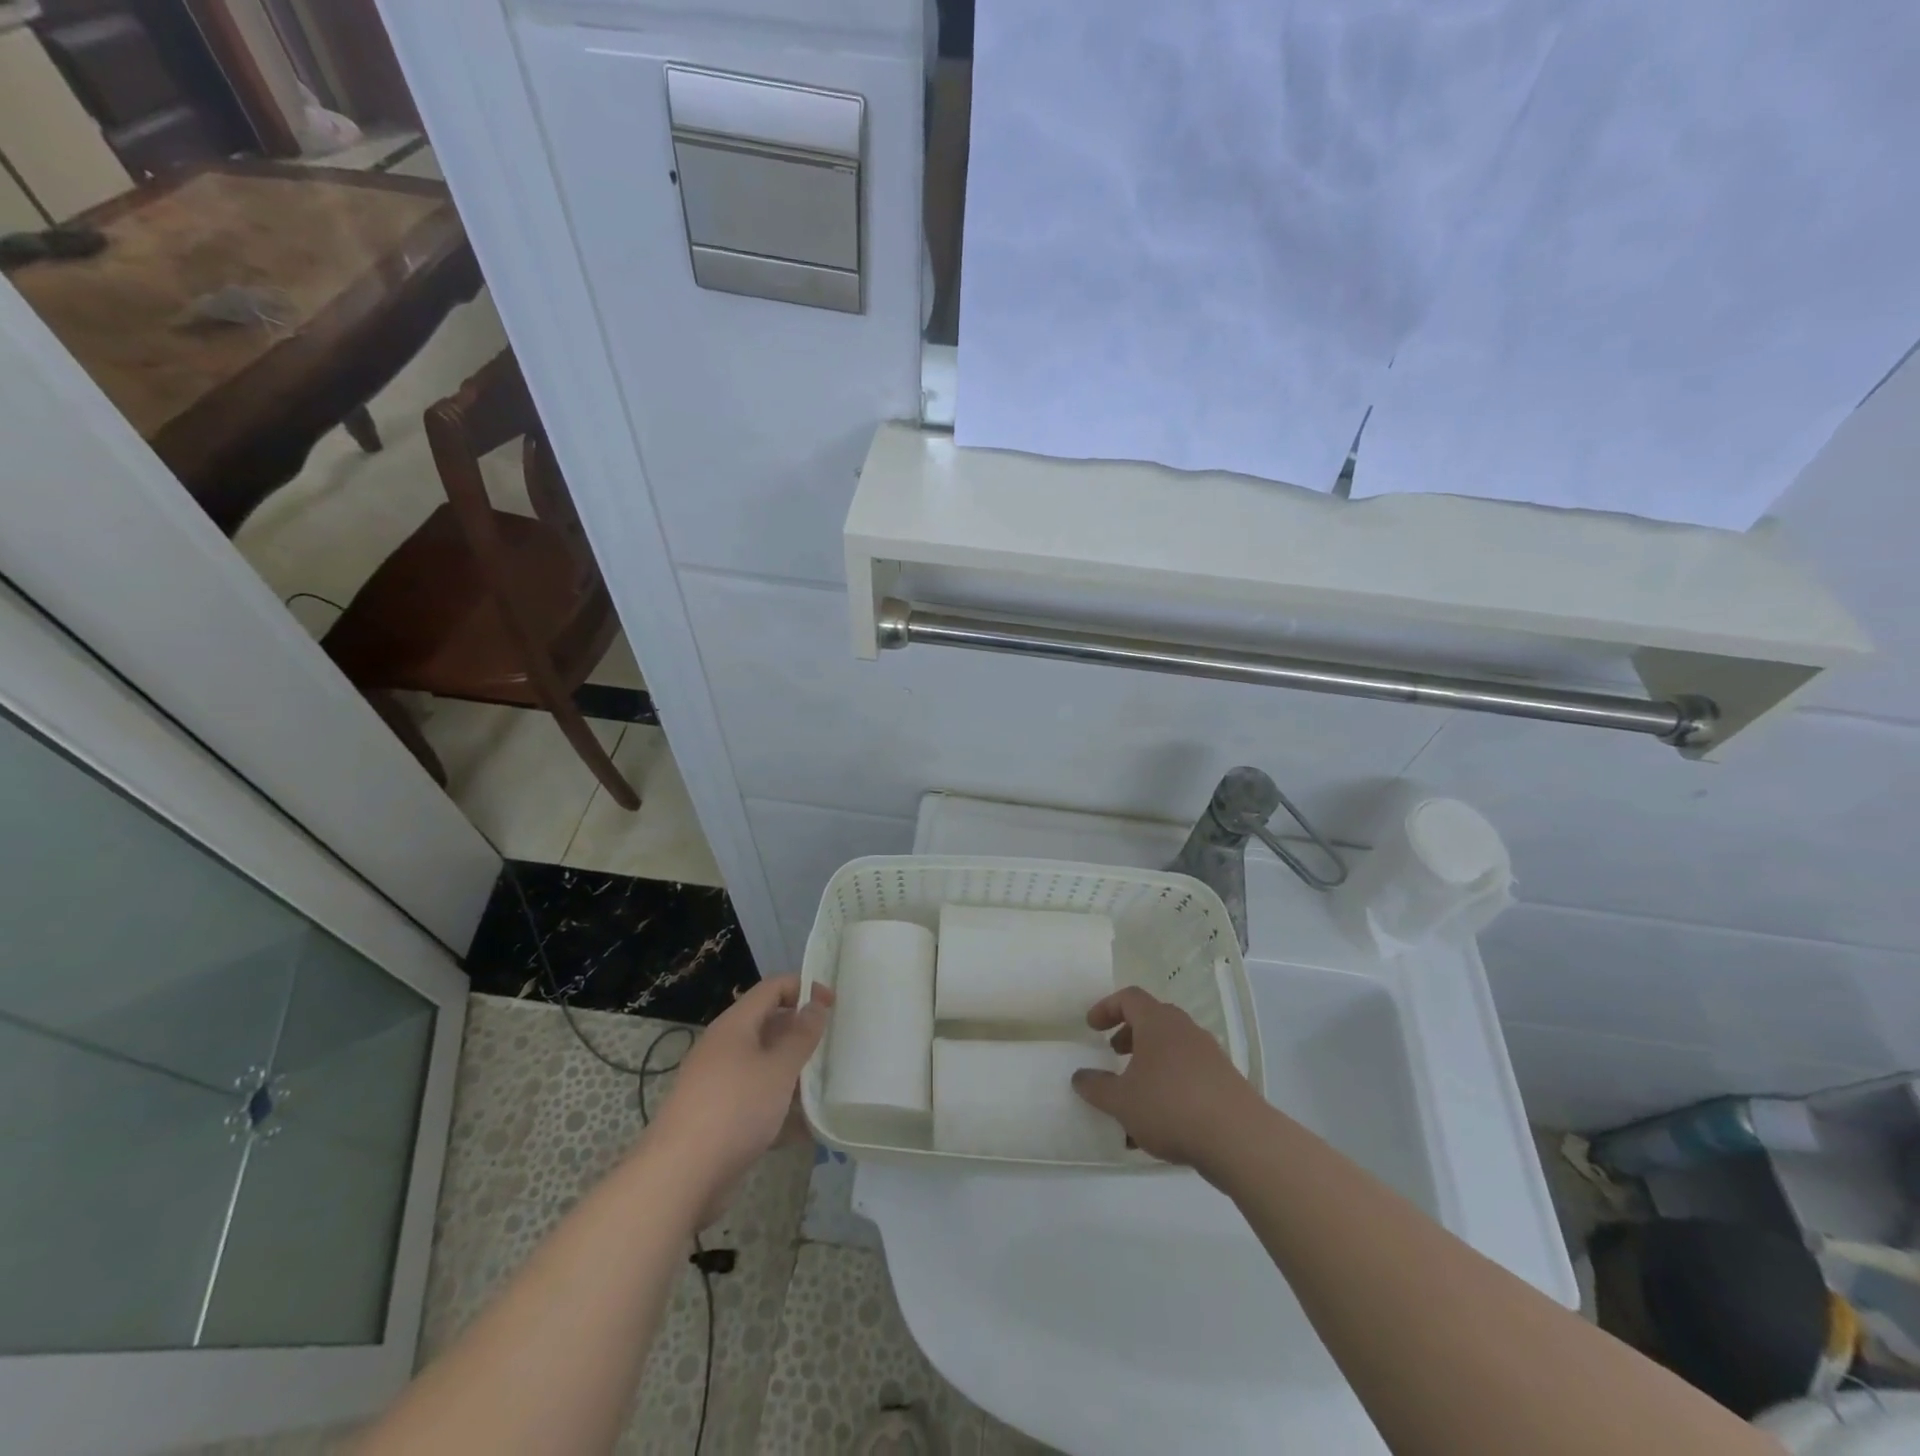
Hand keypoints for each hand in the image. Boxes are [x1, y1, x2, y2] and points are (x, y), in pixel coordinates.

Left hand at [647, 975, 832, 1222]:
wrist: (679, 1178)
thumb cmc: (735, 1109)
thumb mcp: (778, 1068)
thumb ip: (801, 1035)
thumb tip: (816, 1004)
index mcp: (735, 1026)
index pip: (773, 988)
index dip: (804, 988)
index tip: (834, 1005)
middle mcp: (725, 1048)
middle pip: (769, 1026)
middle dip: (802, 1034)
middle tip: (833, 1047)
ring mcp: (720, 1085)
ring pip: (765, 1067)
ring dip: (794, 1074)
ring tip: (826, 1087)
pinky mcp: (720, 1119)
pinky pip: (757, 1101)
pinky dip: (780, 1109)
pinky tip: (806, 1129)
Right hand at [1070, 987, 1262, 1170]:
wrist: (1239, 1139)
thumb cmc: (1171, 1107)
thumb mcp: (1122, 1101)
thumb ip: (1096, 1087)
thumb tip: (1079, 1076)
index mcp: (1158, 1023)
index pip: (1129, 998)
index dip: (1107, 1008)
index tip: (1091, 1027)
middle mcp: (1184, 1030)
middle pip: (1153, 1020)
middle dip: (1129, 1035)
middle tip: (1113, 1054)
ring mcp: (1208, 1055)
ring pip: (1171, 1049)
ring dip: (1149, 1064)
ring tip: (1133, 1095)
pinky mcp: (1224, 1082)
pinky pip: (1188, 1074)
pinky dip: (1169, 1086)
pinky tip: (1158, 1123)